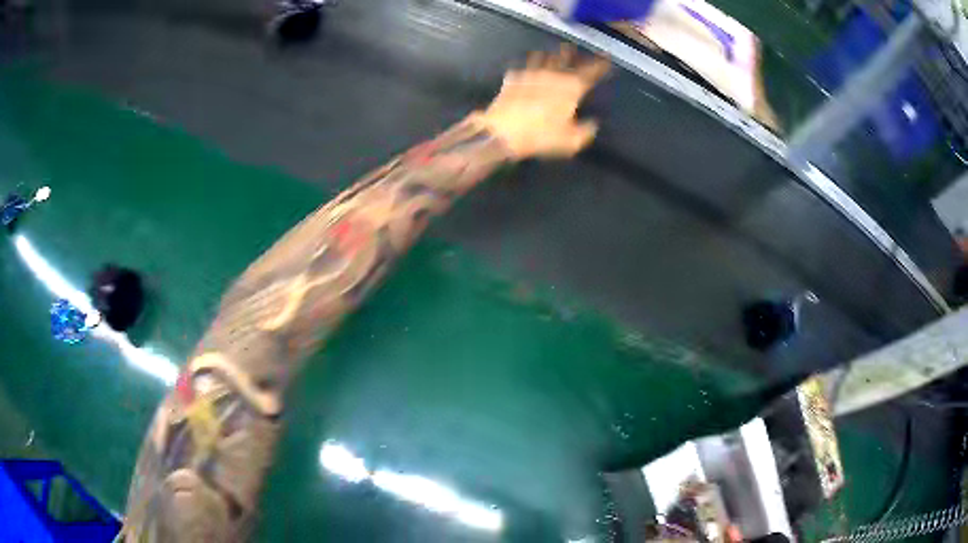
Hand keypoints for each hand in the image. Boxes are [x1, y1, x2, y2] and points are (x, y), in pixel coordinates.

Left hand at [470, 45, 609, 158]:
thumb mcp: (571, 141)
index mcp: (571, 88)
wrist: (503, 131)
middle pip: (564, 59)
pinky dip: (525, 68)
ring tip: (549, 52)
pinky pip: (521, 69)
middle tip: (572, 47)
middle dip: (570, 53)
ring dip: (548, 55)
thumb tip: (592, 124)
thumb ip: (585, 131)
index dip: (599, 65)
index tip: (605, 58)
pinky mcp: (512, 79)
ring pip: (542, 59)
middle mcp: (552, 76)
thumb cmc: (542, 136)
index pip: (590, 73)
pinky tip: (522, 70)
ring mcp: (530, 74)